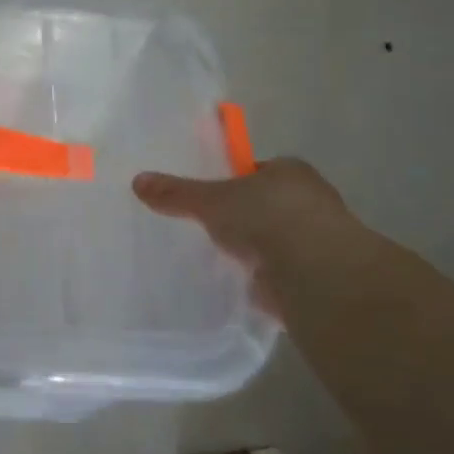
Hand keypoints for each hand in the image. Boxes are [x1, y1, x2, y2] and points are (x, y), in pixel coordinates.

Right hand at [131, 158, 367, 318]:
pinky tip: (236, 282)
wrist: (314, 273)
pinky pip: (278, 270)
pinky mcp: (314, 275)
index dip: (232, 181)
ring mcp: (316, 239)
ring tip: (216, 257)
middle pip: (265, 204)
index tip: (208, 196)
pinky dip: (260, 275)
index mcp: (289, 171)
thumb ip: (176, 192)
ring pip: (273, 238)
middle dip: (241, 216)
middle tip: (206, 227)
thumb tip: (138, 180)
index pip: (255, 171)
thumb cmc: (266, 218)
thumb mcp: (210, 200)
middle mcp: (309, 200)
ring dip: (252, 248)